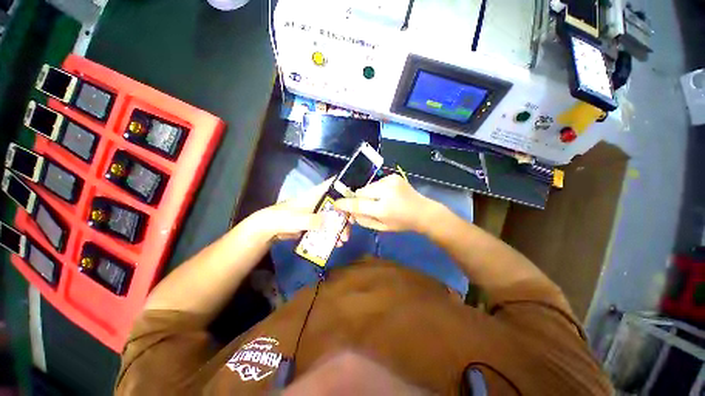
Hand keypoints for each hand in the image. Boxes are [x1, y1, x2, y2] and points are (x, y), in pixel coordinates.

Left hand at [250, 178, 351, 244]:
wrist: (270, 229)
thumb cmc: (282, 218)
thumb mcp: (297, 219)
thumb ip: (312, 221)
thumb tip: (330, 223)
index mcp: (316, 195)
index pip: (333, 185)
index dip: (346, 186)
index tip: (357, 196)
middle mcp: (320, 202)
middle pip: (338, 204)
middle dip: (346, 215)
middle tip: (350, 226)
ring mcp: (319, 213)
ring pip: (335, 217)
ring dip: (341, 228)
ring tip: (343, 240)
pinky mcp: (317, 224)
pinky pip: (329, 228)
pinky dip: (333, 235)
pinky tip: (336, 244)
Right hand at [334, 175, 435, 232]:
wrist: (423, 211)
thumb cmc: (402, 223)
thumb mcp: (382, 228)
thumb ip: (363, 220)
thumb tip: (349, 212)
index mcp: (384, 209)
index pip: (358, 204)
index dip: (345, 204)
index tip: (336, 203)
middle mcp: (386, 192)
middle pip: (361, 192)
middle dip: (359, 198)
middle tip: (364, 205)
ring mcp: (390, 181)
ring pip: (368, 186)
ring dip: (368, 193)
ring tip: (378, 200)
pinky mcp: (393, 176)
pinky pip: (376, 182)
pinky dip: (376, 189)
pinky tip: (385, 195)